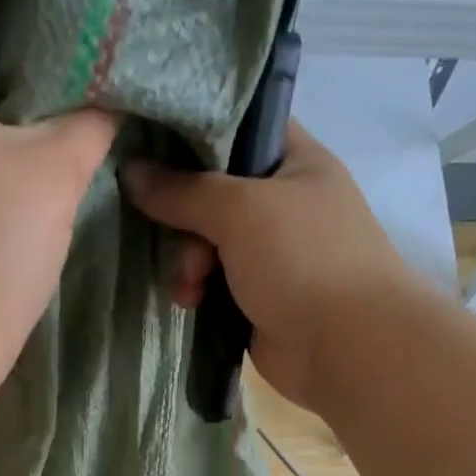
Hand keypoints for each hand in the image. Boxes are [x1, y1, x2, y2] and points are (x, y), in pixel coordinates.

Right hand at [121, 122, 412, 410]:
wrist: (345, 347)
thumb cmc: (302, 260)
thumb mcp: (240, 210)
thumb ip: (183, 191)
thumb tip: (131, 172)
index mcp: (295, 162)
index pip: (238, 127)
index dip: (193, 133)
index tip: (147, 145)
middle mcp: (283, 203)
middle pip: (211, 194)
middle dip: (185, 221)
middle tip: (177, 244)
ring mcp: (271, 255)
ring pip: (207, 244)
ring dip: (188, 265)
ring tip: (189, 290)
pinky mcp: (257, 299)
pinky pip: (213, 285)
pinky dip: (198, 292)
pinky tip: (191, 305)